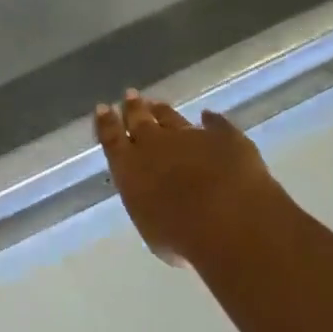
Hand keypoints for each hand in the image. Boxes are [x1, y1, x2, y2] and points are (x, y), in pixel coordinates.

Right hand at [95, 91, 292, 268]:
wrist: (229, 218)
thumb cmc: (181, 236)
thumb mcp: (154, 229)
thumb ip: (152, 207)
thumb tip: (159, 203)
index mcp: (129, 167)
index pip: (112, 139)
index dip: (107, 123)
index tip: (103, 107)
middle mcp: (154, 145)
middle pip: (139, 120)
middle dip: (133, 108)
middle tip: (130, 95)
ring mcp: (190, 136)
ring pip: (171, 118)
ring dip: (162, 111)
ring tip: (157, 103)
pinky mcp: (224, 137)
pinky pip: (215, 124)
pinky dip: (212, 120)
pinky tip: (209, 115)